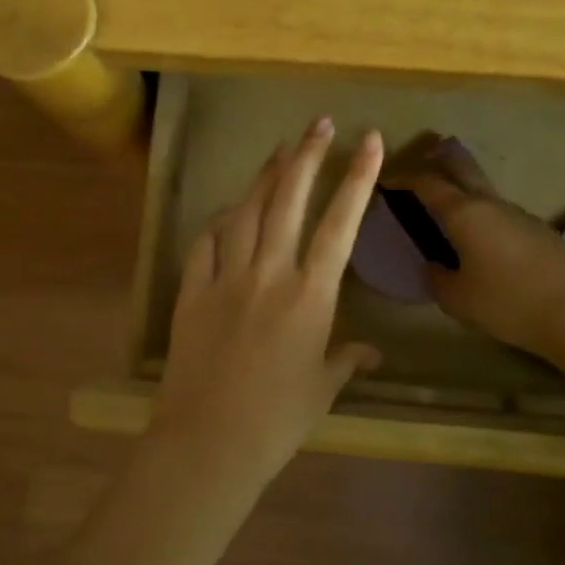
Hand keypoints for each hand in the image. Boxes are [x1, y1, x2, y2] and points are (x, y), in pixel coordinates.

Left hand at [155, 118, 384, 488]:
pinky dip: (218, 221)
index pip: (341, 224)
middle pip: (289, 199)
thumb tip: (371, 353)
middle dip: (307, 155)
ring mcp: (226, 276)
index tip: (370, 140)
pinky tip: (226, 210)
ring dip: (264, 176)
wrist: (209, 441)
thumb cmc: (277, 420)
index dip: (357, 178)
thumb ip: (346, 361)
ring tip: (279, 150)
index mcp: (310, 294)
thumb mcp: (321, 389)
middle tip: (318, 123)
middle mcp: (269, 272)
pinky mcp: (192, 289)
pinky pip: (206, 242)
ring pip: (246, 210)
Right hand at [387, 133, 564, 355]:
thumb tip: (433, 266)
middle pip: (462, 167)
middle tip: (425, 155)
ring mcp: (520, 214)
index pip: (428, 183)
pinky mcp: (541, 230)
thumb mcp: (457, 300)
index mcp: (464, 214)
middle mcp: (490, 204)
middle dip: (441, 158)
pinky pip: (504, 213)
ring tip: (452, 203)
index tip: (389, 178)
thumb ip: (437, 279)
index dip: (405, 177)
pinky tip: (487, 238)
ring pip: (485, 190)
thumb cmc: (506, 303)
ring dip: (465, 188)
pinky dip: (486, 214)